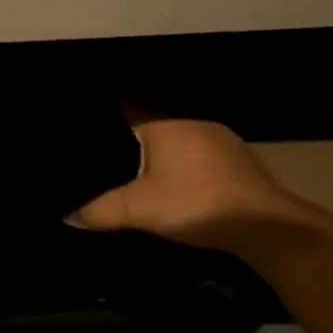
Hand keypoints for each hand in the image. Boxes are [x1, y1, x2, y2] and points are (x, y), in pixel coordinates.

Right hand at [70, 113, 303, 249]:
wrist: (266, 224)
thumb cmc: (196, 203)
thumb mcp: (142, 209)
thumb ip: (103, 210)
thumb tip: (67, 215)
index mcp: (162, 123)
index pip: (127, 107)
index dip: (109, 116)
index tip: (92, 124)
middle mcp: (189, 121)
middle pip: (153, 123)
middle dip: (136, 137)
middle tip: (113, 153)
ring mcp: (218, 137)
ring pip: (180, 137)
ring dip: (166, 151)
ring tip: (144, 168)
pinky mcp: (239, 158)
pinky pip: (201, 152)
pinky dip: (188, 163)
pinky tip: (183, 182)